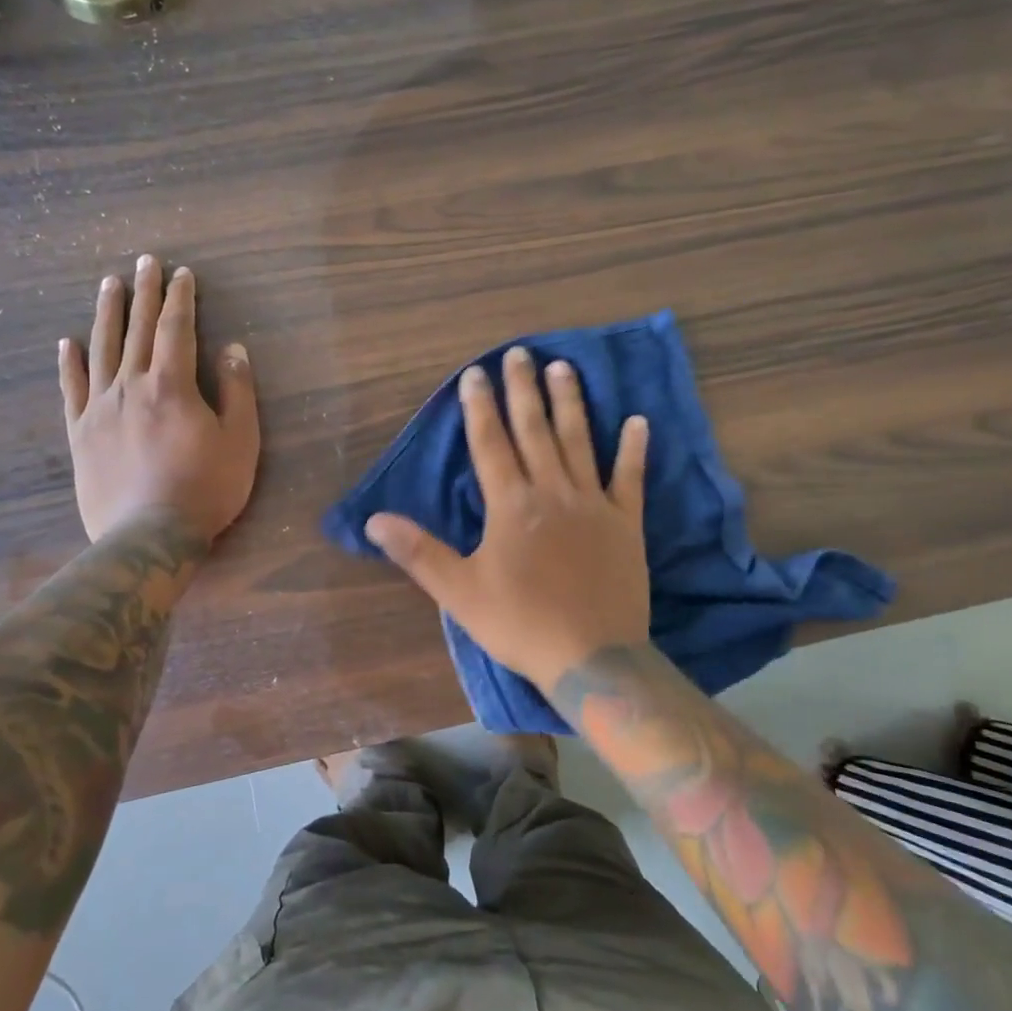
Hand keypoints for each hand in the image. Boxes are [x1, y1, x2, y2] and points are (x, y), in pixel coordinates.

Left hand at [59, 255, 259, 543]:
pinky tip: (67, 343)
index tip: (182, 273)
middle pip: (138, 329)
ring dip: (107, 314)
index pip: (176, 328)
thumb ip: (237, 391)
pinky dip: (69, 364)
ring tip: (109, 283)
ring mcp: (100, 408)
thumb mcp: (240, 440)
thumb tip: (232, 349)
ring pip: (102, 350)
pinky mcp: (80, 433)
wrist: (149, 536)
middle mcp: (131, 385)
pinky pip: (72, 390)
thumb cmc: (205, 488)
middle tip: (145, 261)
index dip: (180, 298)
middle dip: (145, 293)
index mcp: (172, 384)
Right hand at [365, 347, 650, 687]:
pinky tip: (638, 422)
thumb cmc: (520, 623)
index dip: (480, 407)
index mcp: (510, 504)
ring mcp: (593, 504)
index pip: (490, 443)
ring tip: (564, 368)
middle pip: (534, 430)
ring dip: (570, 403)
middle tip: (519, 354)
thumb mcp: (458, 591)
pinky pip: (630, 478)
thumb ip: (417, 551)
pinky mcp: (625, 523)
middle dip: (523, 390)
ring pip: (579, 441)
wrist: (593, 657)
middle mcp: (551, 491)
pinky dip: (633, 449)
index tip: (475, 374)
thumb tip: (373, 521)